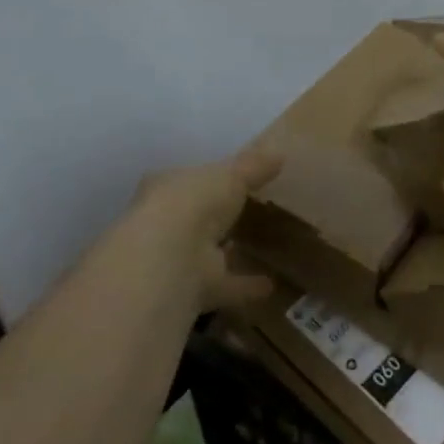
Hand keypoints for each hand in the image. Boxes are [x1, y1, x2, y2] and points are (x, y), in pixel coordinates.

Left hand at [126, 148, 280, 312]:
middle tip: (245, 214)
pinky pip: (224, 285)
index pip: (186, 179)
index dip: (207, 179)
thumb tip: (279, 153)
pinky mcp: (190, 290)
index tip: (231, 180)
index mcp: (166, 187)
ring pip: (205, 253)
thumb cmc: (195, 201)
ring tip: (260, 250)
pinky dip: (245, 286)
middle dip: (214, 218)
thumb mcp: (231, 173)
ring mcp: (175, 259)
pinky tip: (271, 286)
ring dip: (228, 253)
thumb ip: (254, 166)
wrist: (169, 258)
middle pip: (193, 217)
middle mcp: (164, 223)